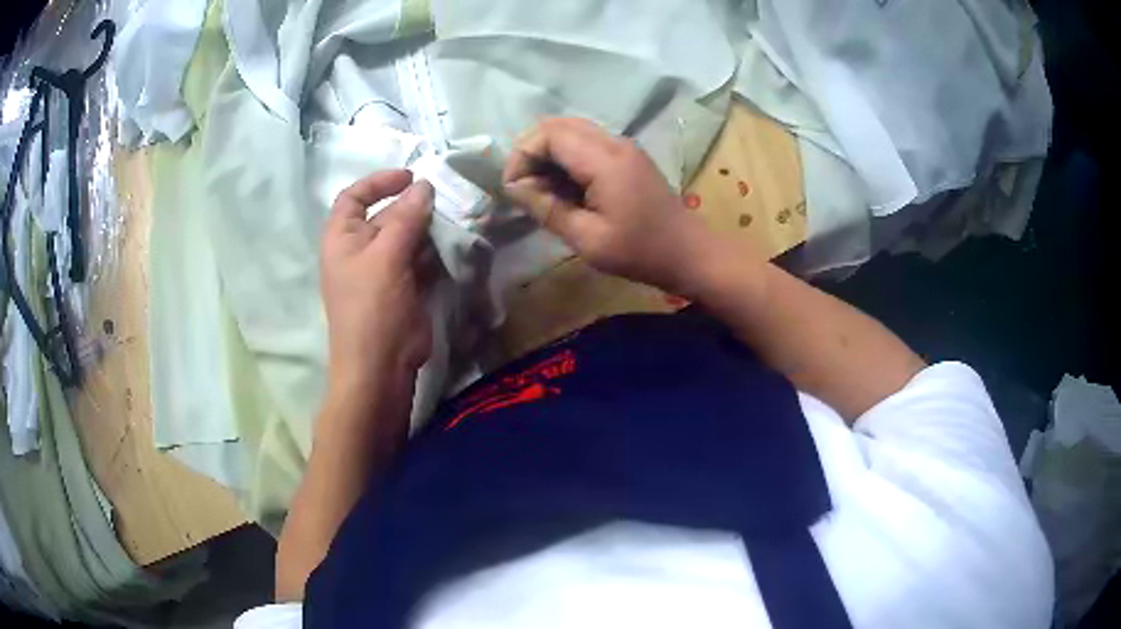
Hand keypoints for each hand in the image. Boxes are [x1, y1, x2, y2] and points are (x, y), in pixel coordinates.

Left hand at [321, 170, 434, 396]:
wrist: (381, 366)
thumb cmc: (372, 308)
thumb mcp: (386, 256)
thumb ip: (406, 218)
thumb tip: (424, 185)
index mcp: (343, 238)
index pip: (354, 197)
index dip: (378, 182)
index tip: (410, 177)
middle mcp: (361, 250)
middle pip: (387, 215)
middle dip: (413, 206)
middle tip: (445, 201)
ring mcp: (384, 270)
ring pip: (408, 237)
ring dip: (429, 229)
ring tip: (455, 221)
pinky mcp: (405, 287)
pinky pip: (420, 259)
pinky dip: (435, 251)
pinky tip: (454, 246)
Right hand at [502, 118, 715, 295]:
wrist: (689, 253)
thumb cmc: (640, 252)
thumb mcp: (587, 240)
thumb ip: (548, 209)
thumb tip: (514, 187)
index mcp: (605, 160)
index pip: (549, 134)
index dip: (522, 154)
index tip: (513, 188)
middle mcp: (614, 142)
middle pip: (558, 125)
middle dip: (532, 150)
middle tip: (524, 187)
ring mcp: (623, 146)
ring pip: (571, 130)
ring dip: (548, 153)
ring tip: (542, 189)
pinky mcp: (627, 155)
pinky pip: (586, 142)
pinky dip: (566, 157)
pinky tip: (565, 187)